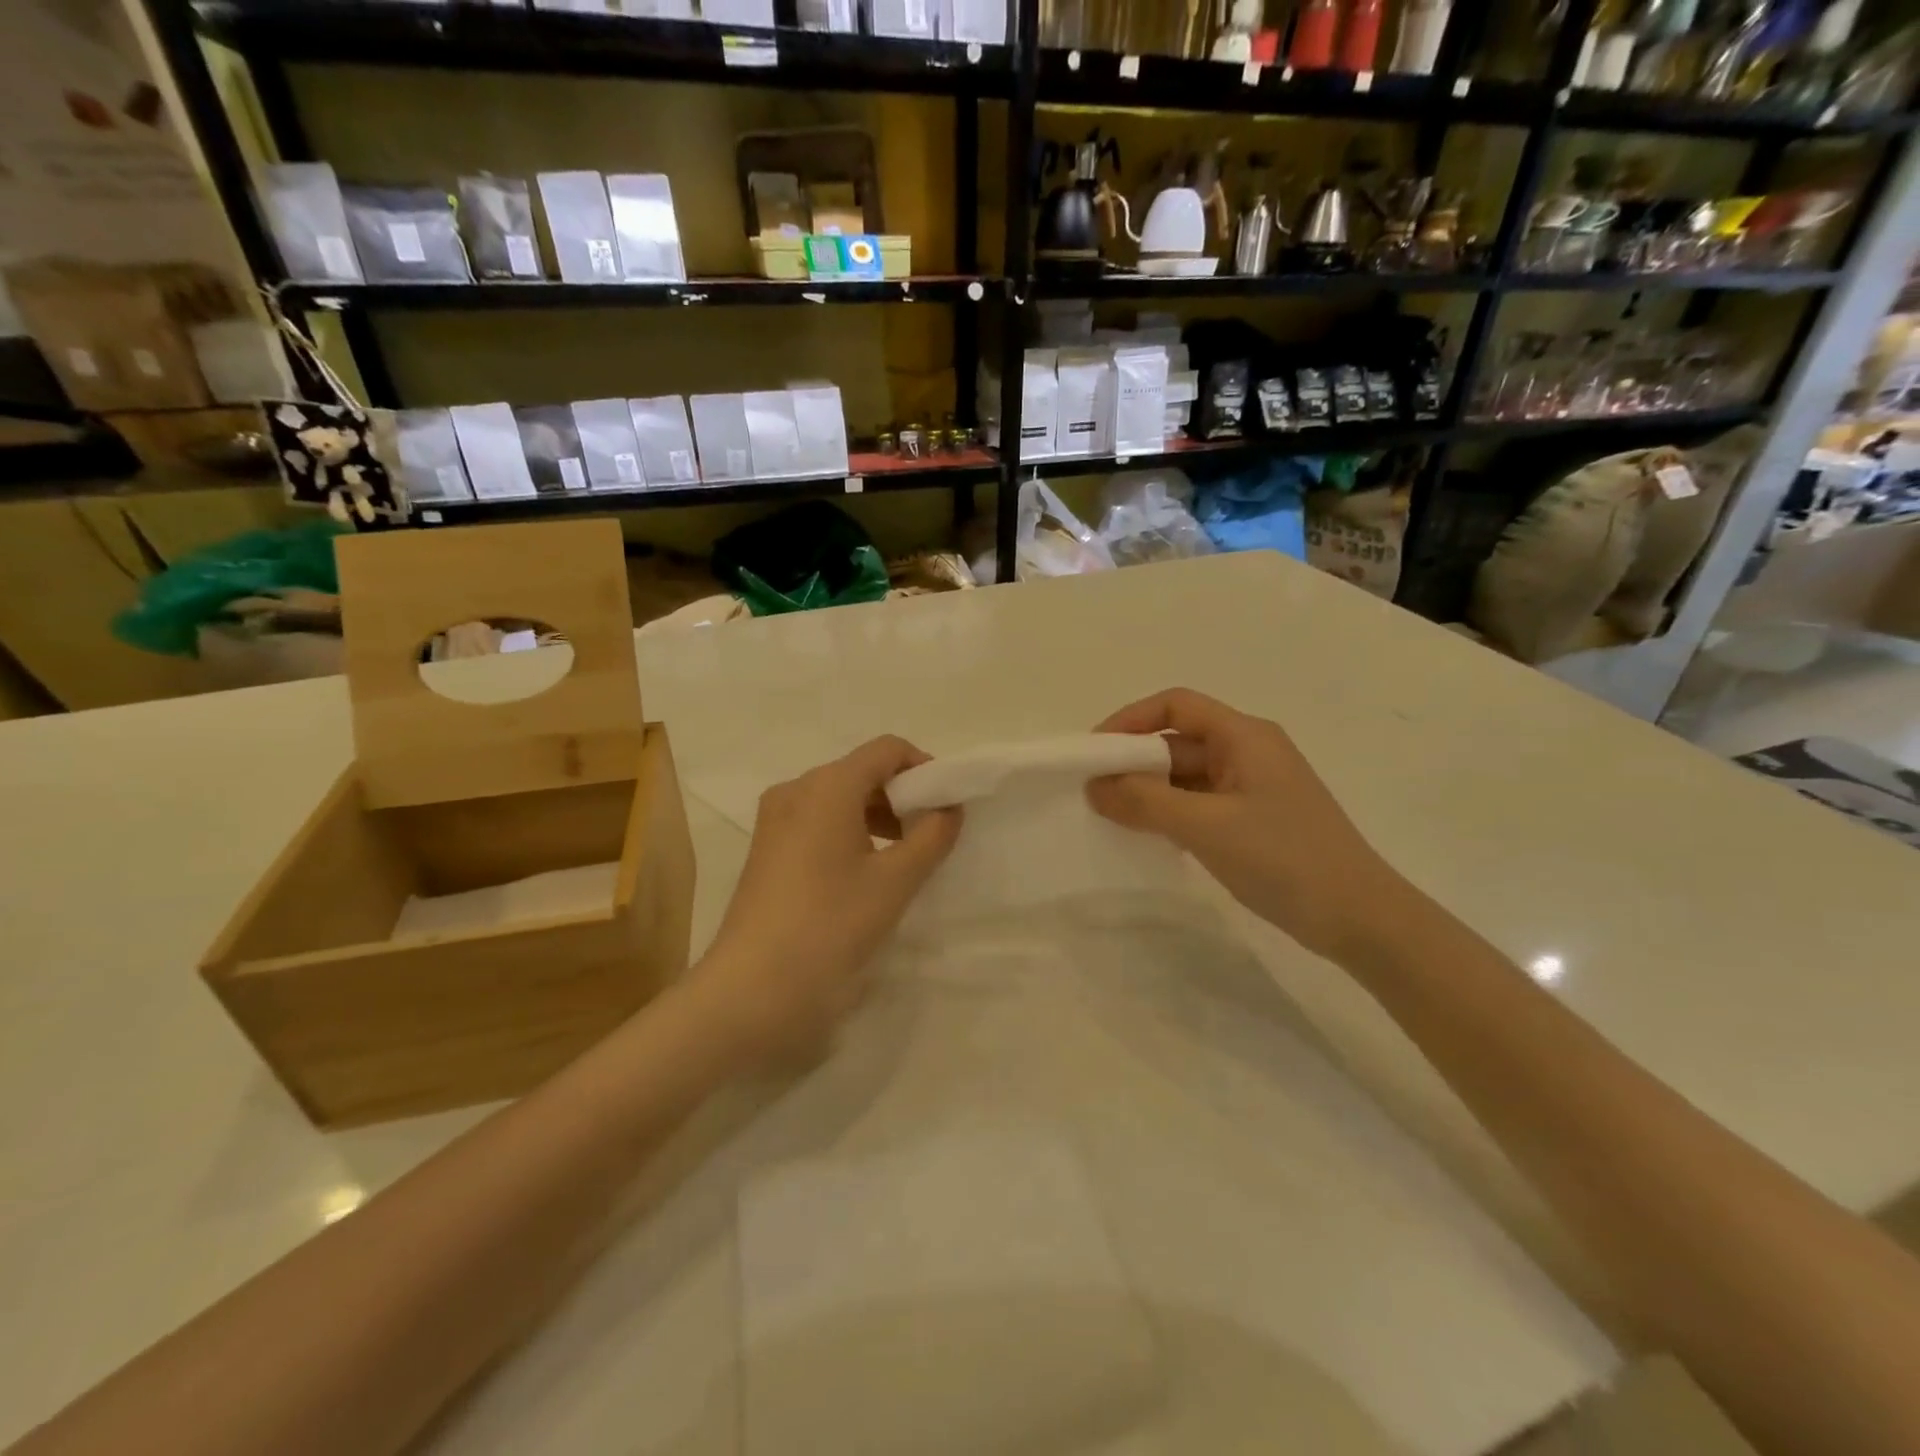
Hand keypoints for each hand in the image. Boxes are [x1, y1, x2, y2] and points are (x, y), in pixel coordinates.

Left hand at [692, 736, 961, 1065]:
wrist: (753, 988)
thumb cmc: (831, 924)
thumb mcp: (895, 881)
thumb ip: (932, 836)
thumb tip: (948, 809)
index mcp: (827, 786)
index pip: (886, 750)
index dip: (924, 769)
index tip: (946, 806)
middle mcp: (796, 790)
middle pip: (861, 772)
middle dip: (902, 796)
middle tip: (930, 837)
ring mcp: (775, 820)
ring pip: (839, 799)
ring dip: (877, 817)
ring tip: (902, 859)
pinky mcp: (766, 850)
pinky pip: (817, 822)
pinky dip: (849, 833)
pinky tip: (864, 873)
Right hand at [1086, 689, 1405, 963]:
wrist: (1360, 919)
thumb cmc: (1284, 858)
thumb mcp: (1206, 827)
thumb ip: (1145, 802)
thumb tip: (1094, 787)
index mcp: (1245, 736)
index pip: (1176, 706)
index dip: (1130, 720)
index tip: (1094, 752)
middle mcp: (1249, 752)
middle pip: (1178, 741)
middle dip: (1135, 762)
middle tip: (1094, 792)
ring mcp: (1253, 787)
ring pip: (1187, 776)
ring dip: (1150, 791)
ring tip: (1113, 818)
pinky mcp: (1255, 820)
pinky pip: (1200, 803)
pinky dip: (1171, 814)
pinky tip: (1148, 838)